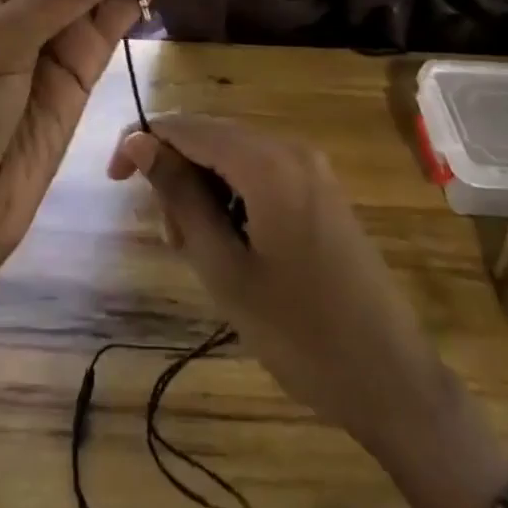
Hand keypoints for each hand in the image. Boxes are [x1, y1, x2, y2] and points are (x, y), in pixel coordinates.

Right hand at [107, 115, 447, 458]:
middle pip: (210, 137)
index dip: (142, 142)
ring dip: (203, 190)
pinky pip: (260, 173)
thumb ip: (178, 196)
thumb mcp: (224, 269)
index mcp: (266, 162)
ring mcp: (311, 167)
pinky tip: (232, 245)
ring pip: (232, 156)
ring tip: (199, 252)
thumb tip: (138, 141)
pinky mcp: (321, 189)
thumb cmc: (300, 333)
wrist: (393, 381)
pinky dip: (233, 197)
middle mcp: (289, 148)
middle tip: (170, 240)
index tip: (114, 181)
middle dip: (177, 174)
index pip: (185, 126)